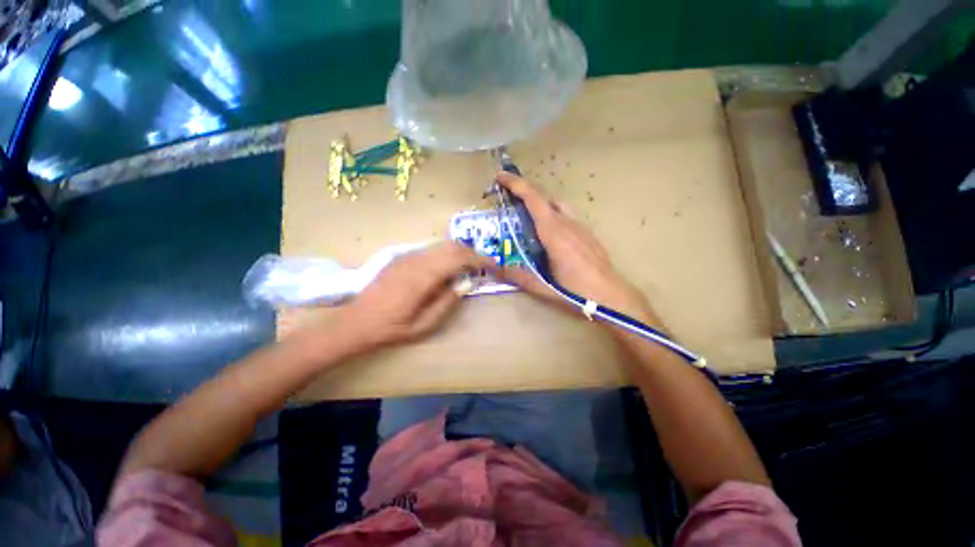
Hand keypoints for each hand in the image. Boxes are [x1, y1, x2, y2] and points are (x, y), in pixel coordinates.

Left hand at [333, 241, 495, 350]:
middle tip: (483, 267)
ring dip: (459, 253)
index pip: (458, 258)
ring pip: (441, 245)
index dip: (479, 259)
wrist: (355, 322)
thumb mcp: (423, 326)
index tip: (493, 266)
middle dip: (472, 253)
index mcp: (422, 277)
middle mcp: (415, 260)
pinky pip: (430, 250)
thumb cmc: (390, 329)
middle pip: (452, 246)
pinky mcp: (401, 257)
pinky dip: (445, 255)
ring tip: (468, 268)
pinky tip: (447, 269)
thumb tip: (464, 284)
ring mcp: (407, 256)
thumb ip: (446, 303)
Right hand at [496, 172, 662, 327]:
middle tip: (508, 200)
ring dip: (539, 203)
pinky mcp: (587, 233)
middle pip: (544, 198)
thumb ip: (515, 276)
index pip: (533, 199)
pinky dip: (552, 214)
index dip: (516, 184)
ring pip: (557, 205)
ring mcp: (580, 227)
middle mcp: (568, 223)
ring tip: (527, 216)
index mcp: (554, 233)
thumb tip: (492, 266)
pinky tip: (549, 234)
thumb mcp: (541, 287)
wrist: (611, 296)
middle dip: (524, 193)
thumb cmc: (575, 292)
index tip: (500, 176)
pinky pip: (566, 215)